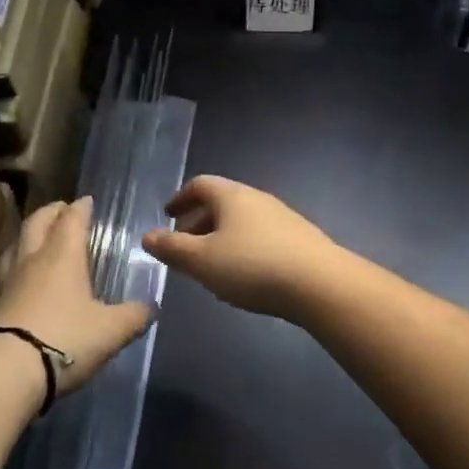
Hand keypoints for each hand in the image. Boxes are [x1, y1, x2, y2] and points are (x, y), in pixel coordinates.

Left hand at [0, 197, 150, 395]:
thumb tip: (150, 308)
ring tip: (38, 238)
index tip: (86, 200)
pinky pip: (7, 274)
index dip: (80, 208)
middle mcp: (32, 261)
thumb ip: (133, 316)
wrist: (5, 372)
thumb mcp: (111, 330)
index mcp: (62, 256)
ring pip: (16, 246)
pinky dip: (18, 267)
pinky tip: (24, 280)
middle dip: (51, 212)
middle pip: (37, 223)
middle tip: (61, 209)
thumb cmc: (65, 339)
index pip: (71, 220)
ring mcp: (8, 283)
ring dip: (28, 237)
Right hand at [142, 176, 338, 319]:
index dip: (181, 198)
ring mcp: (283, 218)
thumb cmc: (252, 266)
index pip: (200, 185)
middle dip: (199, 222)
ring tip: (211, 265)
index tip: (167, 214)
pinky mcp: (300, 240)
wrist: (320, 284)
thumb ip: (172, 248)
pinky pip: (261, 237)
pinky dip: (244, 248)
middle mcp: (258, 199)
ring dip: (221, 237)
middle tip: (184, 246)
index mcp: (232, 196)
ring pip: (242, 221)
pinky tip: (245, 276)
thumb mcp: (202, 261)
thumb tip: (147, 235)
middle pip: (222, 203)